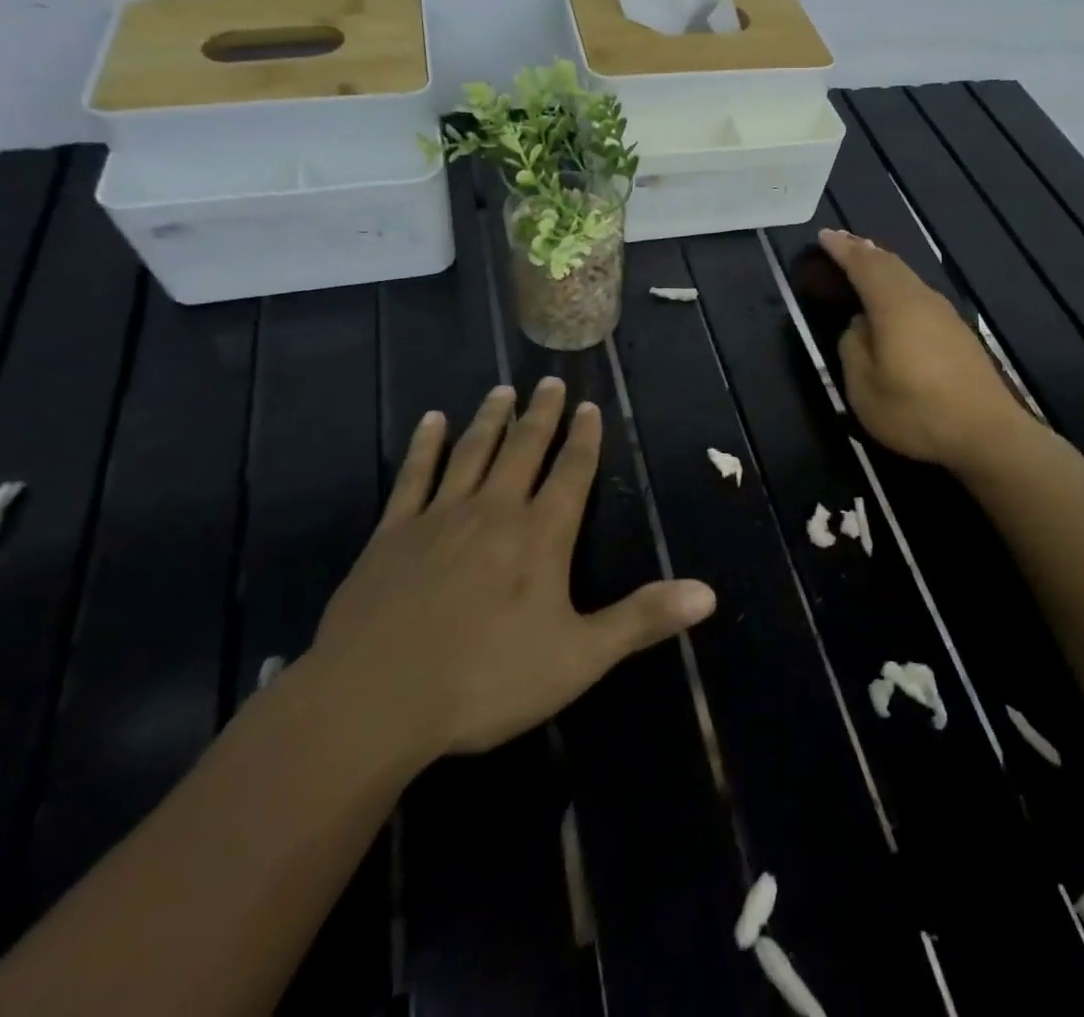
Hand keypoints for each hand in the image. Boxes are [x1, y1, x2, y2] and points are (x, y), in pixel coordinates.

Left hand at [305, 379, 716, 776]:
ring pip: (472, 452)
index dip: (584, 439)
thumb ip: (642, 620)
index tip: (590, 406)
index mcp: (540, 536)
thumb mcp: (579, 658)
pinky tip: (431, 421)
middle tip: (550, 382)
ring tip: (502, 389)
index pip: (572, 473)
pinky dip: (425, 445)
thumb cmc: (485, 681)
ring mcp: (440, 517)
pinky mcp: (393, 533)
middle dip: (542, 415)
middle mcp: (495, 511)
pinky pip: (414, 475)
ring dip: (490, 419)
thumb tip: (708, 593)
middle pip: (524, 449)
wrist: (374, 702)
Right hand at [821, 227, 1030, 472]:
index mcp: (895, 307)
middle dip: (863, 250)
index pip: (864, 266)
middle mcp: (921, 300)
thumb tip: (859, 326)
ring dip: (883, 265)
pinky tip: (895, 296)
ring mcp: (944, 314)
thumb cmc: (917, 411)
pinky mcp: (957, 331)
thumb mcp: (865, 389)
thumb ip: (854, 349)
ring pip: (907, 277)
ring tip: (865, 260)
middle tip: (841, 241)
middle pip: (890, 264)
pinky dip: (898, 283)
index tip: (823, 236)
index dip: (842, 250)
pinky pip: (918, 293)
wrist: (987, 433)